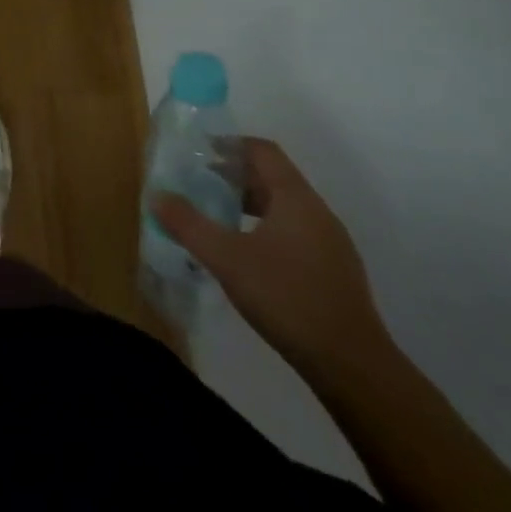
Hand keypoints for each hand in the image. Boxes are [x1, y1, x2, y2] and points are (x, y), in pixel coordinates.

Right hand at [155, 137, 388, 378]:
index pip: (263, 151)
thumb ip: (188, 224)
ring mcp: (330, 244)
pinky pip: (294, 233)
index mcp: (296, 199)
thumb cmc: (287, 298)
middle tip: (197, 184)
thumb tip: (157, 196)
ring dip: (248, 204)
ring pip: (283, 208)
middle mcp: (317, 213)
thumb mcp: (226, 259)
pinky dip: (264, 229)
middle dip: (233, 176)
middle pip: (273, 178)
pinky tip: (245, 255)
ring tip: (216, 217)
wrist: (353, 367)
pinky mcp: (333, 272)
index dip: (230, 144)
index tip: (198, 151)